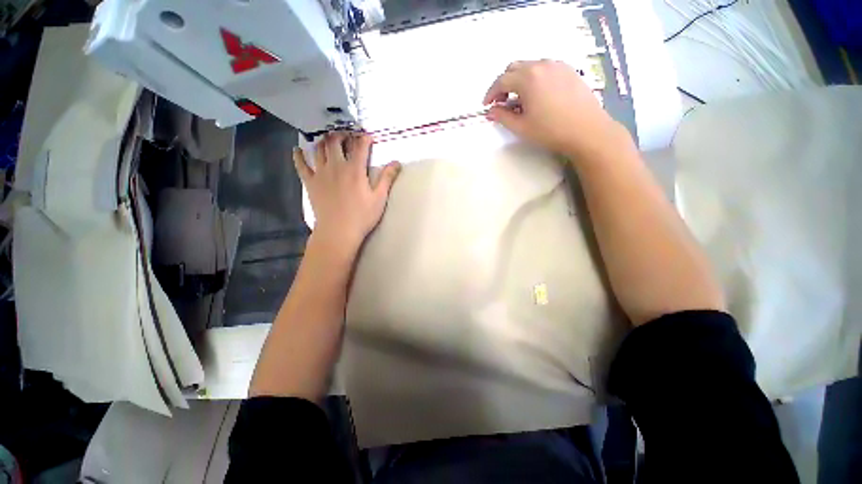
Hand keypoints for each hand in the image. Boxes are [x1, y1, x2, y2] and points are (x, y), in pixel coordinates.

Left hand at [294, 132, 400, 250]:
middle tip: (346, 134)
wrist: (338, 231)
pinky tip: (298, 150)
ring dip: (324, 141)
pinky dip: (298, 155)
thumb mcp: (379, 198)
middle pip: (335, 142)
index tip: (368, 136)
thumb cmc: (362, 216)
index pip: (360, 146)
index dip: (364, 138)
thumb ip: (387, 178)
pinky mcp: (310, 182)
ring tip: (328, 139)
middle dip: (341, 134)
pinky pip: (301, 165)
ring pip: (319, 149)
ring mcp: (320, 173)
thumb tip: (397, 162)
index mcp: (355, 169)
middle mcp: (336, 166)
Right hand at [484, 60, 629, 160]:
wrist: (586, 130)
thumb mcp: (521, 127)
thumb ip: (502, 116)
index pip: (502, 80)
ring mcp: (557, 65)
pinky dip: (534, 78)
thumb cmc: (550, 131)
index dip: (491, 93)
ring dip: (519, 80)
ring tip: (520, 101)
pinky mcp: (568, 70)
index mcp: (528, 78)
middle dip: (504, 84)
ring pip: (530, 66)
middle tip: (502, 102)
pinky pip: (544, 69)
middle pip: (514, 68)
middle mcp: (542, 65)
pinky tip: (537, 95)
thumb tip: (490, 111)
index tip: (487, 105)